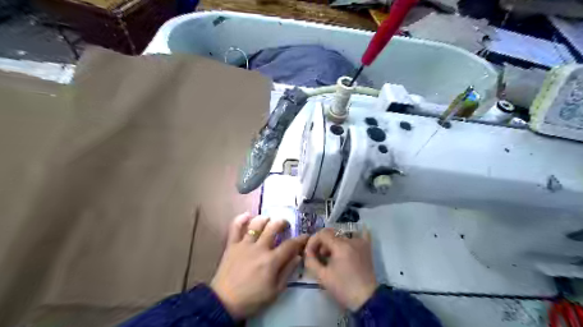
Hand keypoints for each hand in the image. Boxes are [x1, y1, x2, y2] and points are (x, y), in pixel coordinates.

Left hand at [211, 214, 308, 320]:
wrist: (224, 303)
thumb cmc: (252, 299)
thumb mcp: (275, 291)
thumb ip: (287, 272)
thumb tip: (298, 256)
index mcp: (271, 260)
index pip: (290, 245)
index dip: (300, 239)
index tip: (306, 236)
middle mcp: (259, 248)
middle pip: (273, 227)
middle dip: (282, 223)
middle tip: (285, 225)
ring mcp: (244, 244)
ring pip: (256, 224)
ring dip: (265, 219)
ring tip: (268, 220)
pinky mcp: (232, 245)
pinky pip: (235, 227)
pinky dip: (241, 219)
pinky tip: (247, 215)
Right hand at [306, 227, 377, 310]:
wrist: (366, 299)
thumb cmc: (343, 288)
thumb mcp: (322, 277)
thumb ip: (311, 261)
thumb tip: (308, 252)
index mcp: (340, 246)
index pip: (322, 234)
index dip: (313, 241)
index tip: (309, 253)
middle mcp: (351, 240)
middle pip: (331, 234)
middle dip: (322, 243)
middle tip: (319, 257)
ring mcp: (360, 243)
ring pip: (342, 236)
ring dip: (333, 243)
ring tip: (331, 256)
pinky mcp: (367, 248)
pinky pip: (361, 234)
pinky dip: (353, 235)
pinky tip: (348, 241)